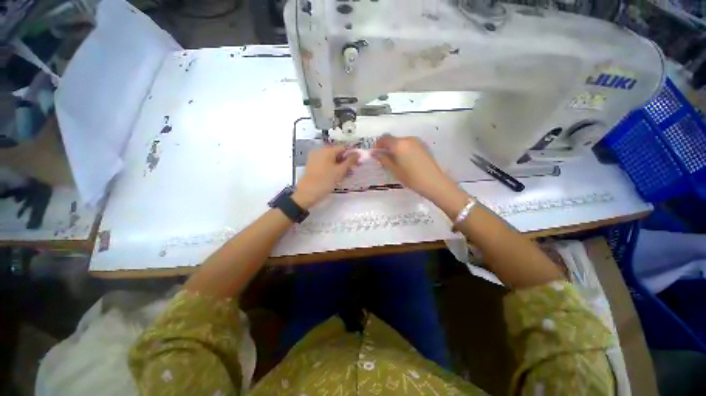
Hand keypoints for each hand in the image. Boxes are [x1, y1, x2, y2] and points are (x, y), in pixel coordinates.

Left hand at [293, 147, 358, 208]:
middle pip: (337, 154)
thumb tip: (358, 154)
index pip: (343, 148)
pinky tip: (337, 177)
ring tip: (346, 176)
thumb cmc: (325, 181)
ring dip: (340, 166)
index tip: (358, 162)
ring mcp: (315, 159)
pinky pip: (326, 164)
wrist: (307, 193)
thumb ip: (350, 161)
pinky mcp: (313, 166)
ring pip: (332, 160)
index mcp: (327, 150)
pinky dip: (333, 169)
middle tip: (352, 171)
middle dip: (346, 162)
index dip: (352, 155)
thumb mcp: (340, 171)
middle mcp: (320, 151)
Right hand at [373, 135, 456, 201]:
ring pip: (401, 143)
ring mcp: (417, 142)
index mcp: (399, 144)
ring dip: (395, 149)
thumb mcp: (394, 169)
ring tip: (394, 163)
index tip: (375, 154)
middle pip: (393, 140)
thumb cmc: (411, 178)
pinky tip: (404, 162)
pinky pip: (408, 145)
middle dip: (386, 148)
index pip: (384, 138)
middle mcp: (408, 139)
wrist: (434, 182)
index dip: (378, 145)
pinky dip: (403, 150)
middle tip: (384, 160)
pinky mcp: (423, 147)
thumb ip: (383, 159)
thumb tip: (374, 153)